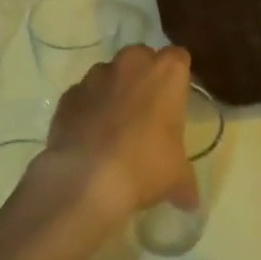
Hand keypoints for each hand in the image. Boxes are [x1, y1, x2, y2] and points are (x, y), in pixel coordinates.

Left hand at [36, 44, 195, 227]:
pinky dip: (87, 109)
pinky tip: (89, 136)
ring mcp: (96, 76)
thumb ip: (186, 181)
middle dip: (144, 77)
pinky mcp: (68, 94)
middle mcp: (132, 63)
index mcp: (167, 72)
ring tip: (114, 126)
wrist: (86, 177)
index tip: (176, 100)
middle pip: (142, 58)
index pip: (179, 58)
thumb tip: (191, 201)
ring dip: (113, 91)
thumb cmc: (145, 166)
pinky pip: (83, 96)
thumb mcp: (176, 177)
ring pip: (109, 74)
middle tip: (147, 111)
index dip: (177, 78)